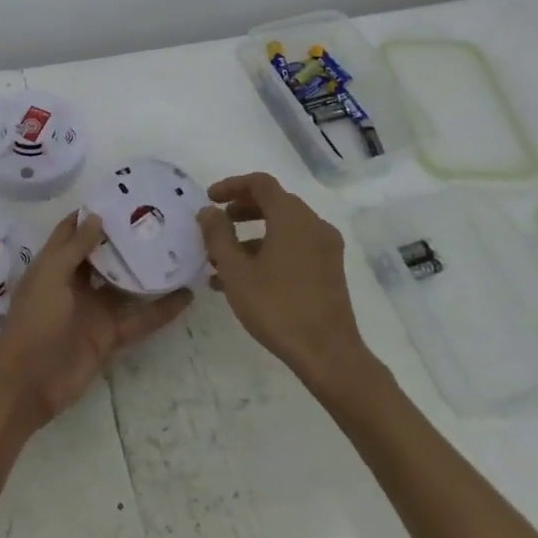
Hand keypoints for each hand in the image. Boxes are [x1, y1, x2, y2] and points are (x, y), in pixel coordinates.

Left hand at [0, 211, 191, 429]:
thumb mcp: (50, 277)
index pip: (73, 231)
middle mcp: (76, 283)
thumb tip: (96, 216)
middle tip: (160, 217)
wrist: (28, 384)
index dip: (92, 213)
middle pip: (104, 255)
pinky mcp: (110, 336)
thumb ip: (74, 249)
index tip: (121, 194)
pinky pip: (140, 319)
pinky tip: (186, 295)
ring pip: (127, 285)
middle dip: (126, 238)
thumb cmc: (33, 322)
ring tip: (179, 250)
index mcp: (55, 265)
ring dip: (148, 271)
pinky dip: (162, 310)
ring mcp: (94, 310)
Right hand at [199, 172, 366, 387]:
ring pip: (283, 228)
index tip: (209, 199)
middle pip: (274, 203)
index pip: (260, 183)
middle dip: (241, 210)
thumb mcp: (236, 271)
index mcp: (292, 217)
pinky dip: (269, 251)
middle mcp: (313, 225)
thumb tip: (208, 211)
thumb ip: (218, 235)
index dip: (231, 185)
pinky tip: (245, 280)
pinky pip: (295, 247)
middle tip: (216, 223)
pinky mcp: (329, 270)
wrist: (327, 353)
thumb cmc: (277, 306)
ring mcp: (325, 248)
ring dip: (251, 235)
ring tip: (221, 260)